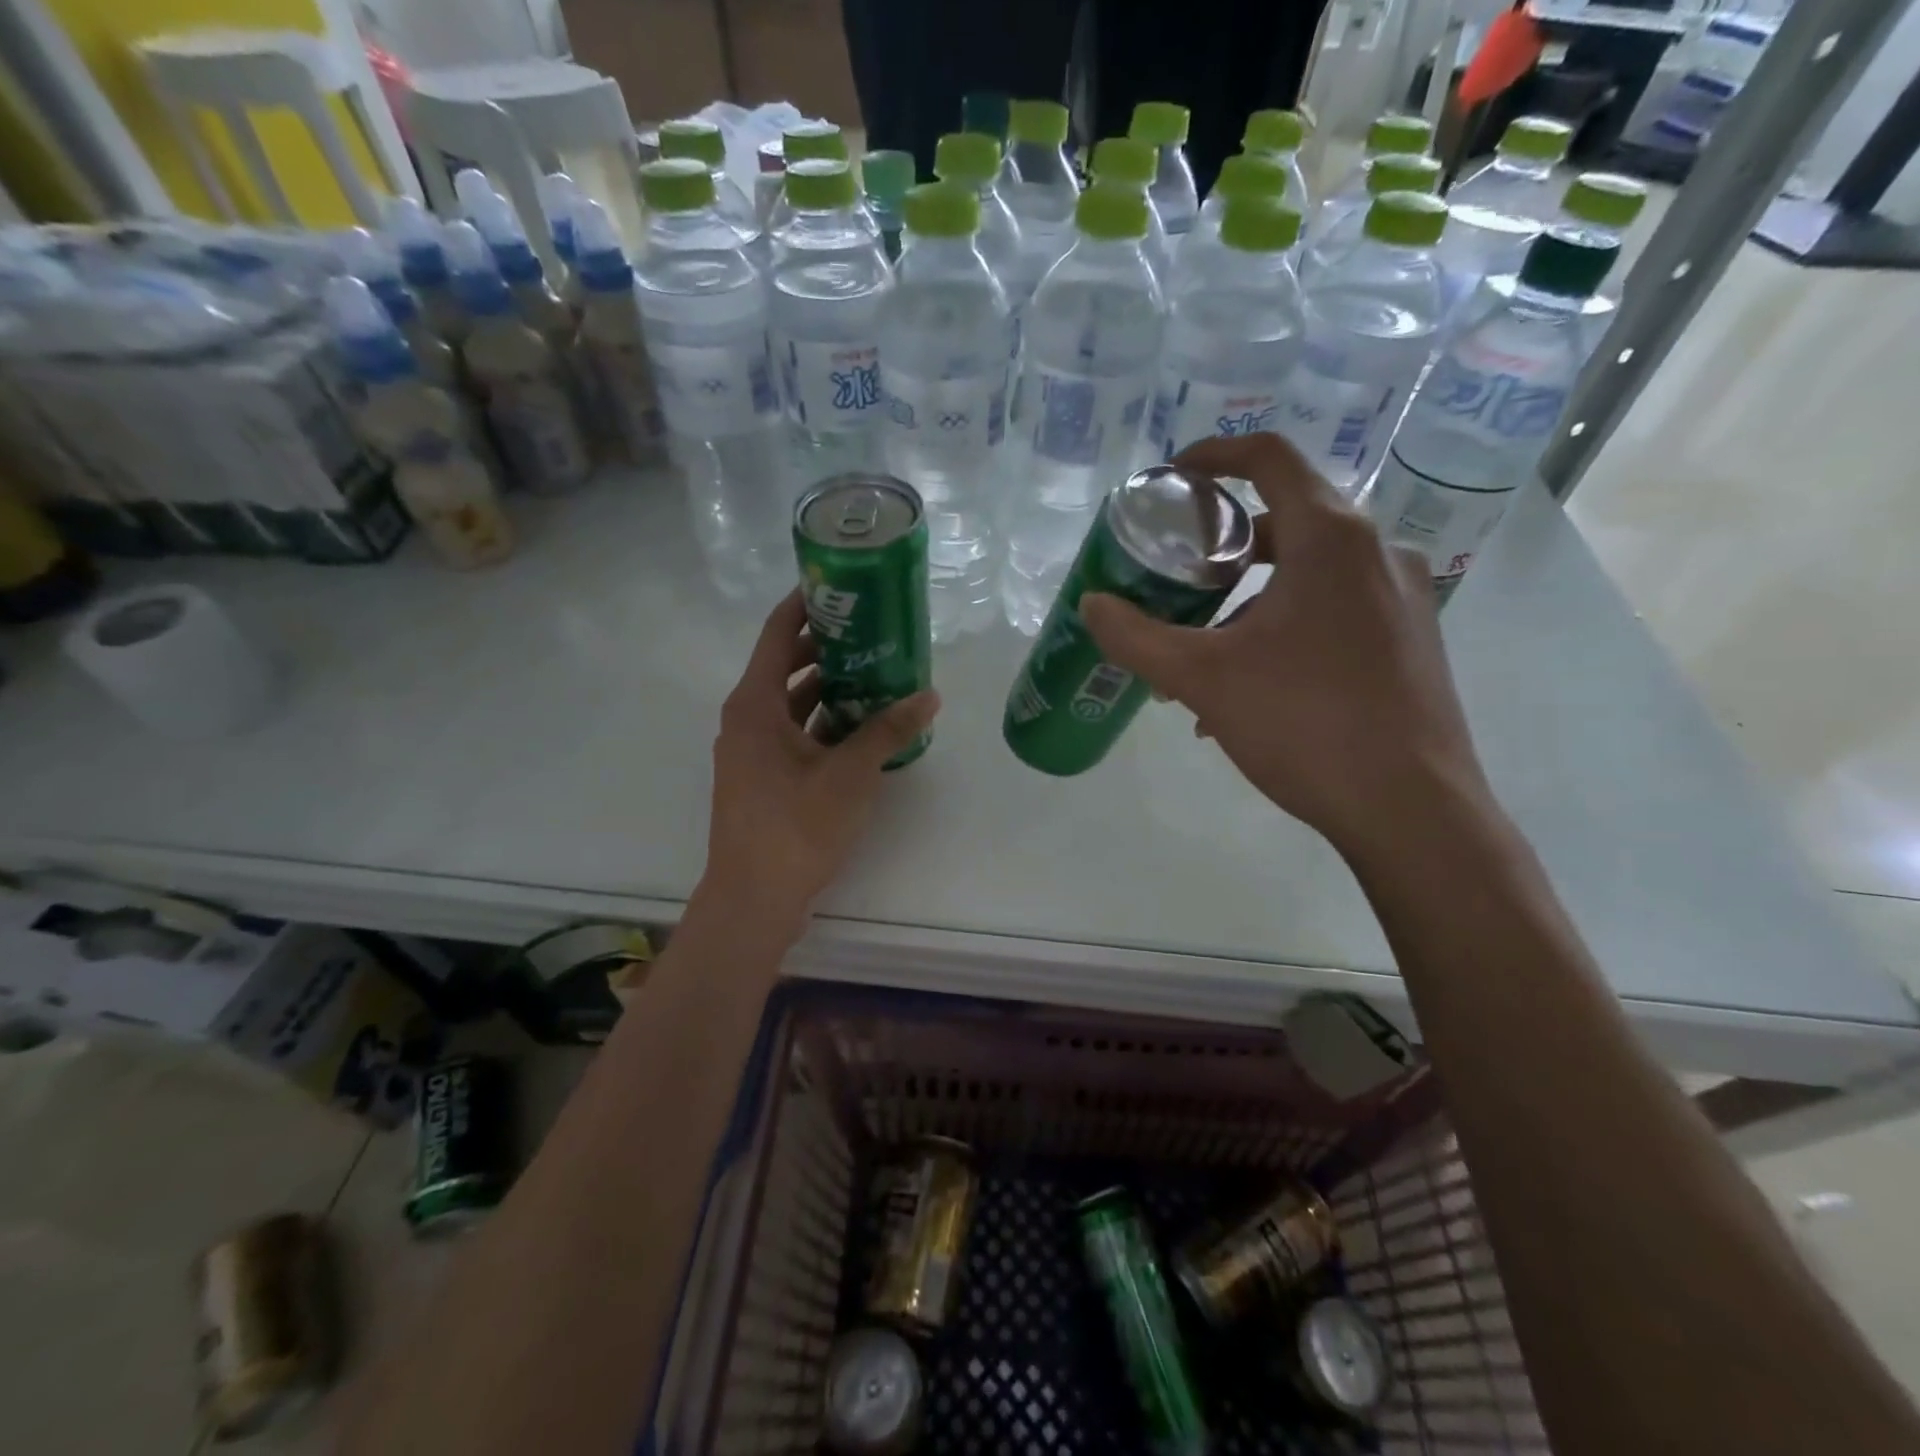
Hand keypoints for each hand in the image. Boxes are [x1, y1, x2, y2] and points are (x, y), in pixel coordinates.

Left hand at [696, 591, 939, 938]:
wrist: (754, 899)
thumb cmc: (795, 826)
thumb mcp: (850, 773)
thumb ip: (889, 730)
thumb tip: (930, 695)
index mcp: (754, 704)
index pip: (776, 632)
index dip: (805, 603)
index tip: (840, 583)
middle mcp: (747, 719)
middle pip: (785, 664)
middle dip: (827, 645)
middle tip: (873, 628)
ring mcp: (753, 751)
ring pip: (793, 703)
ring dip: (829, 687)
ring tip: (878, 672)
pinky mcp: (764, 778)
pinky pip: (796, 733)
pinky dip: (825, 723)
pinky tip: (864, 725)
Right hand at [1079, 432, 1491, 859]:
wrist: (1412, 810)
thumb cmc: (1304, 724)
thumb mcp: (1203, 678)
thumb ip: (1137, 637)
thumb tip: (1091, 606)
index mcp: (1331, 539)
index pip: (1269, 458)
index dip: (1214, 455)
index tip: (1173, 476)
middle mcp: (1377, 552)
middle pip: (1287, 522)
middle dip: (1222, 549)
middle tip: (1176, 578)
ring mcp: (1403, 597)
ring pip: (1308, 576)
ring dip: (1248, 603)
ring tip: (1202, 660)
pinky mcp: (1411, 640)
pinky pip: (1334, 613)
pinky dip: (1284, 630)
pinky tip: (1249, 692)